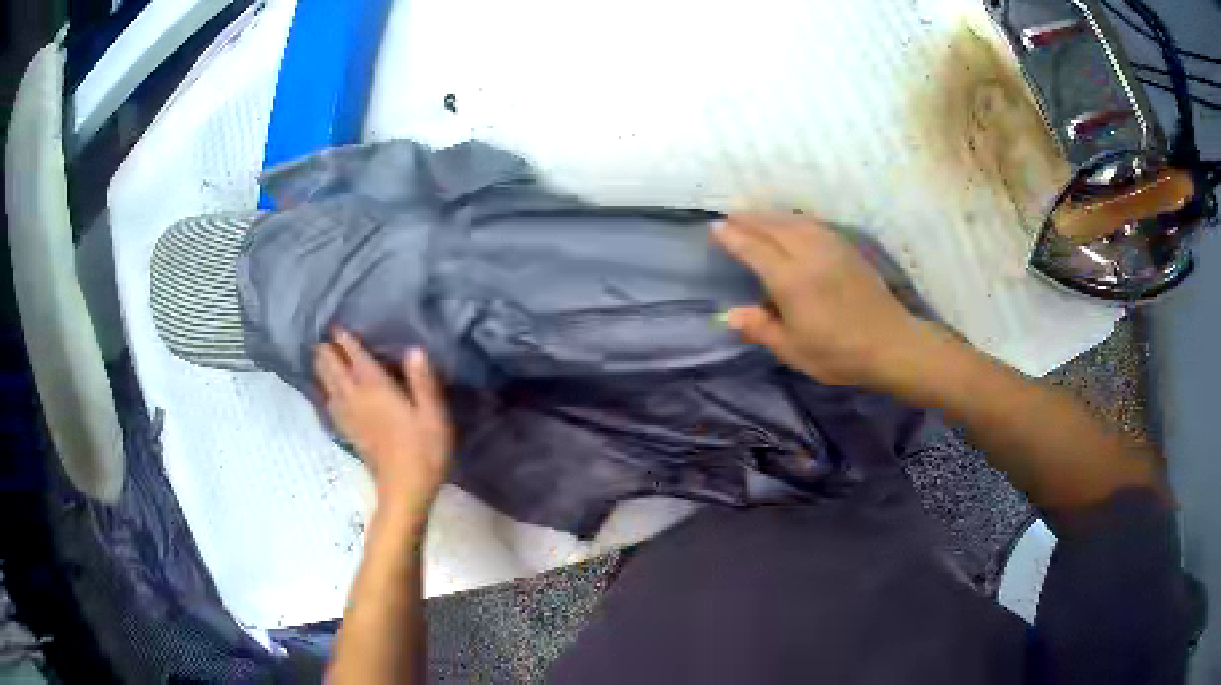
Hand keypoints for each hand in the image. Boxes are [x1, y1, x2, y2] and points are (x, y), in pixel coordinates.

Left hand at [314, 330, 453, 518]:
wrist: (405, 491)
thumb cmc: (424, 452)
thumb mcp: (433, 416)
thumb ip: (423, 381)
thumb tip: (414, 349)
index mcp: (377, 389)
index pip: (355, 358)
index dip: (345, 340)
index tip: (336, 324)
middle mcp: (357, 399)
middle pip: (333, 370)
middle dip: (326, 352)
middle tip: (322, 337)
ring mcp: (350, 418)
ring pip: (327, 386)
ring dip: (321, 370)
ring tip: (318, 357)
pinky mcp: (349, 433)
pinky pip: (330, 406)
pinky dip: (324, 393)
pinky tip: (326, 393)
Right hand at [713, 215, 935, 390]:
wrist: (891, 343)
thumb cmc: (839, 353)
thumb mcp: (794, 350)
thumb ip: (761, 328)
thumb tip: (732, 314)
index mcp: (790, 279)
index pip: (754, 248)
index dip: (733, 237)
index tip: (714, 227)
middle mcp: (808, 253)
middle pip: (772, 227)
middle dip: (748, 219)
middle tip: (729, 217)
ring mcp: (830, 247)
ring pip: (793, 221)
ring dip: (770, 215)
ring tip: (754, 216)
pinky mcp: (847, 248)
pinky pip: (812, 224)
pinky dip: (794, 219)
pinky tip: (792, 223)